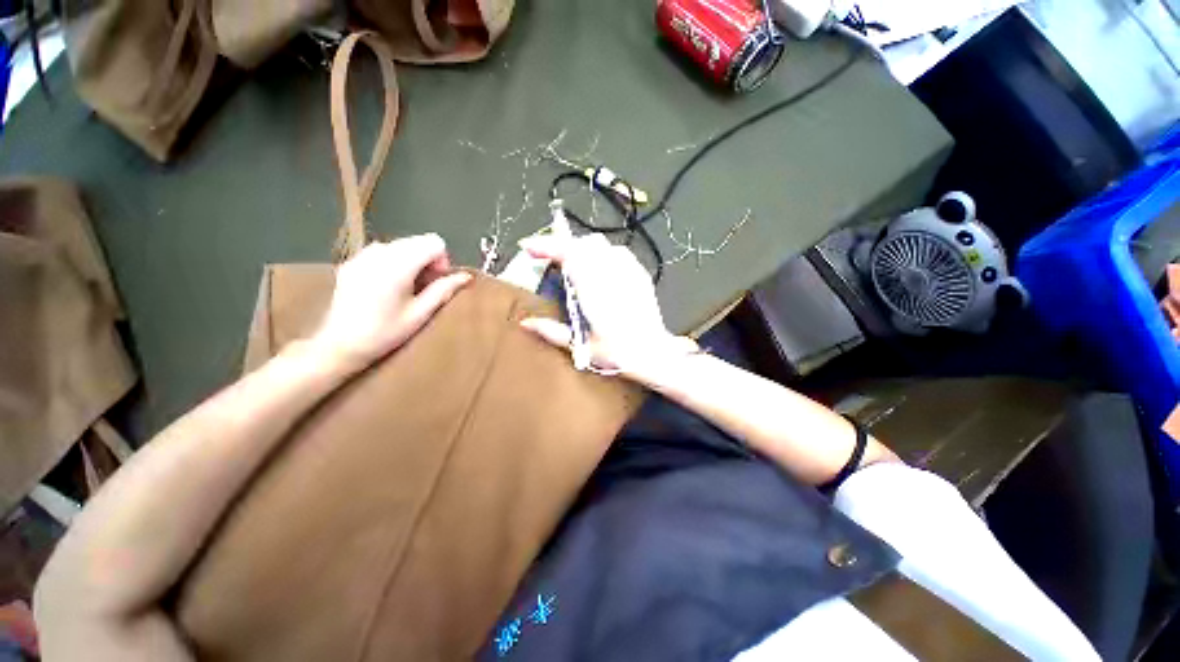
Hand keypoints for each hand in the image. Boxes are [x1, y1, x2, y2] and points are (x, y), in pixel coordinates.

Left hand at [313, 234, 471, 369]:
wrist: (339, 344)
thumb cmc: (384, 333)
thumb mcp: (420, 314)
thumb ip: (443, 290)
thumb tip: (466, 276)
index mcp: (398, 265)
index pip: (434, 242)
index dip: (442, 261)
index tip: (436, 282)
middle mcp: (379, 253)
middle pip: (418, 241)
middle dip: (428, 260)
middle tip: (424, 287)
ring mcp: (363, 255)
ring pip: (402, 245)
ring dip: (412, 261)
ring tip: (406, 287)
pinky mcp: (352, 261)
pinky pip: (383, 251)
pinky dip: (394, 262)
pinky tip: (387, 286)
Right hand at [519, 234, 697, 377]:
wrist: (653, 353)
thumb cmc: (617, 353)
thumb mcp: (581, 347)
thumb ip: (551, 331)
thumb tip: (525, 322)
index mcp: (594, 293)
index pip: (569, 256)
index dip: (547, 247)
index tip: (529, 247)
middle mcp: (612, 276)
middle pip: (582, 244)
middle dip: (561, 245)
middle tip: (548, 258)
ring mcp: (629, 272)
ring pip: (600, 244)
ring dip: (580, 248)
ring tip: (571, 262)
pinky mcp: (639, 273)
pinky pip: (617, 251)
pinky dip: (601, 253)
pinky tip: (598, 267)